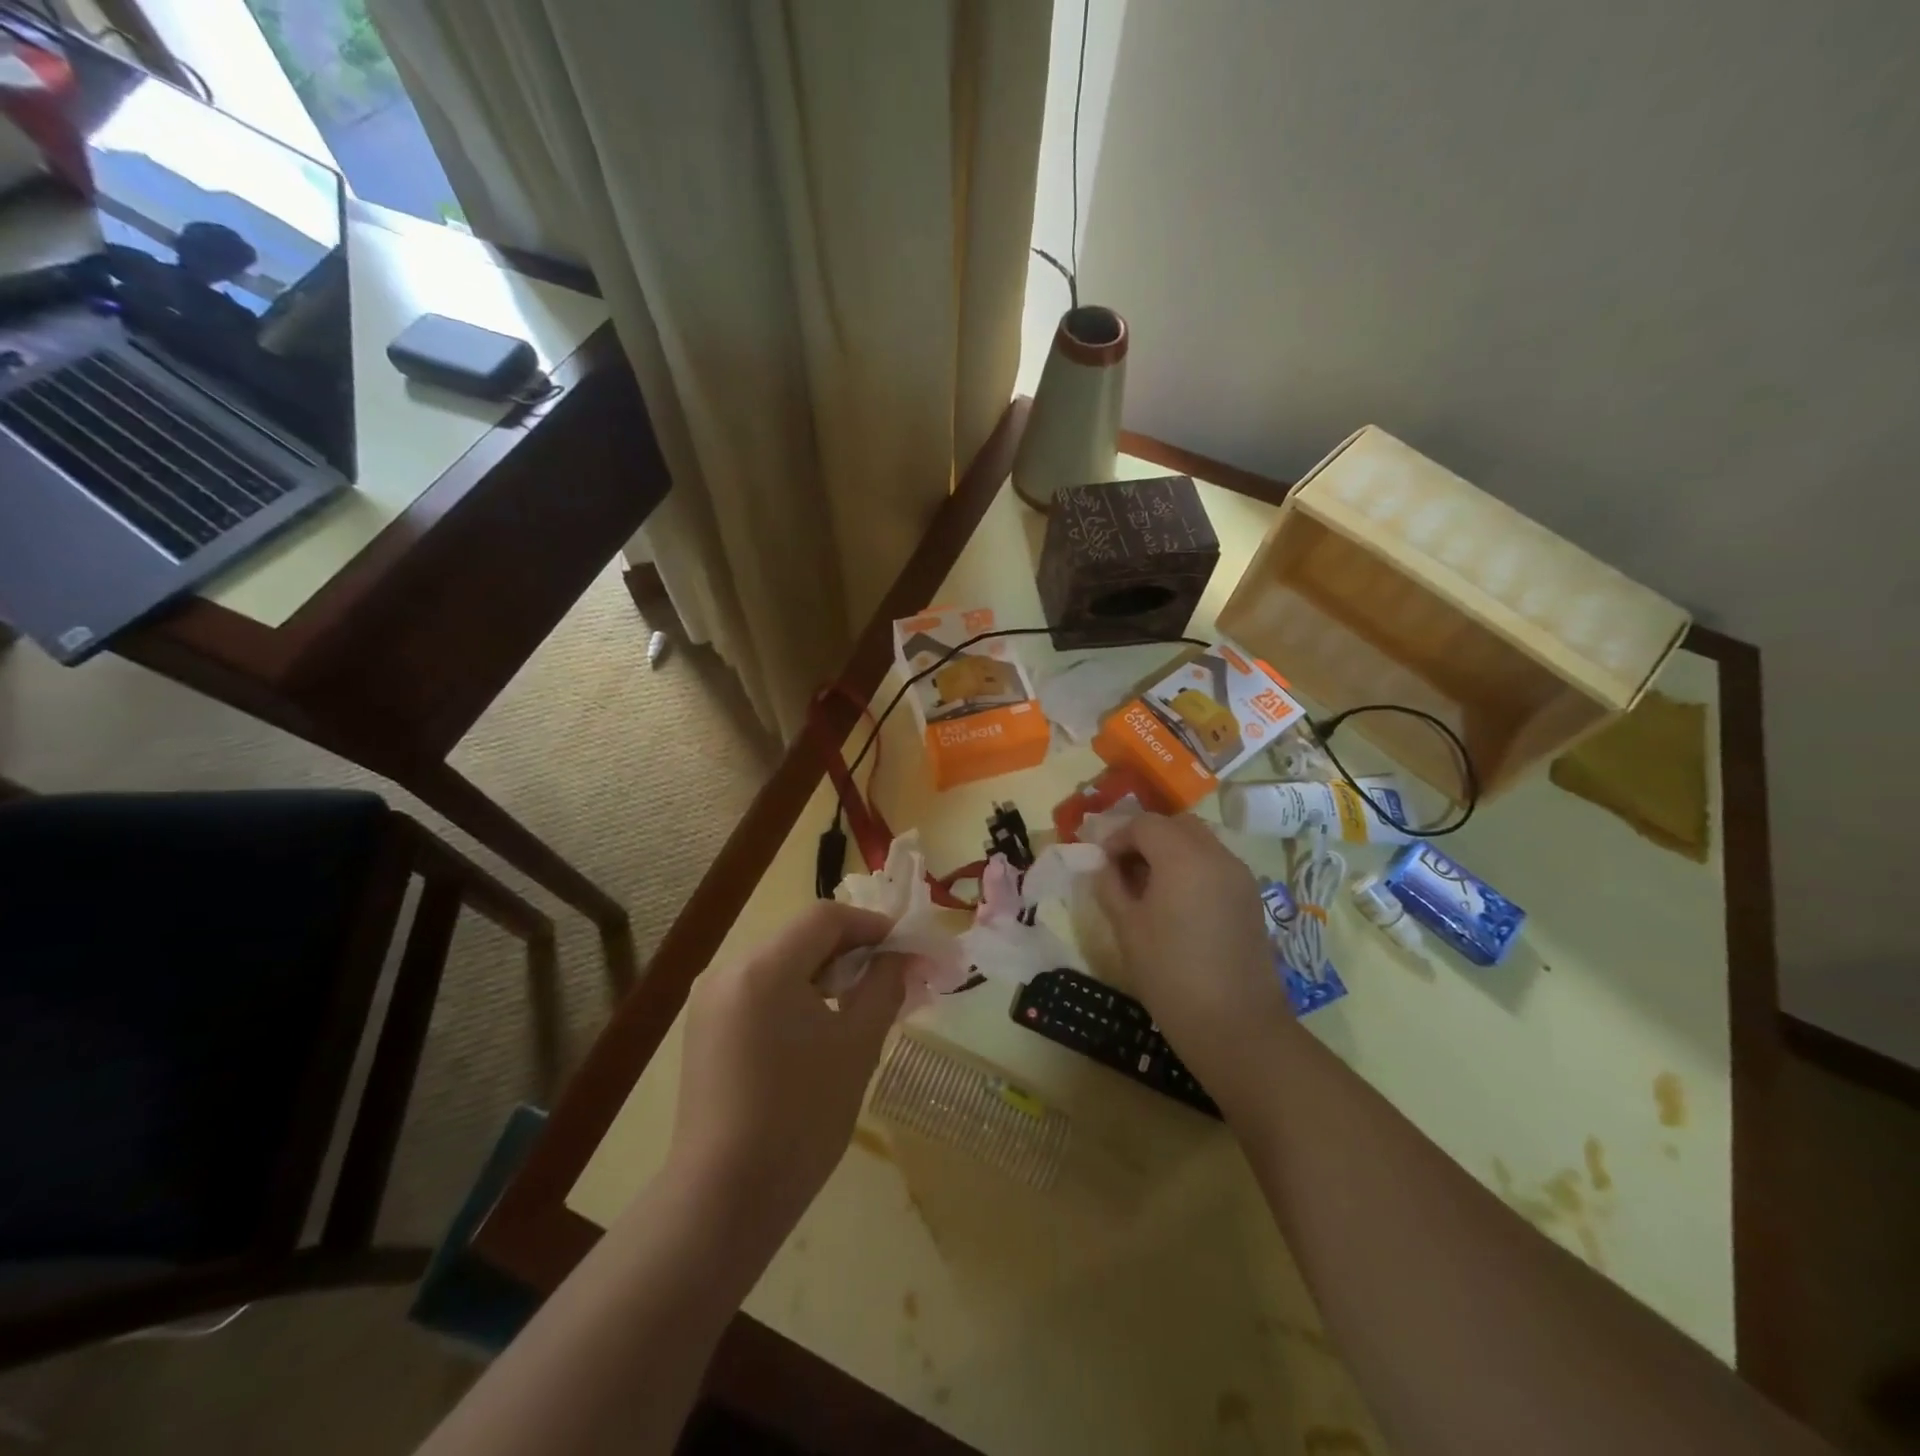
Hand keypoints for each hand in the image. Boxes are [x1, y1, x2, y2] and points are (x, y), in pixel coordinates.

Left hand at [668, 902, 906, 1242]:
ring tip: (859, 1002)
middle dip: (849, 949)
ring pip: (779, 962)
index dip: (870, 925)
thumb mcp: (856, 1046)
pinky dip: (794, 993)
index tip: (904, 947)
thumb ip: (883, 987)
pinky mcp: (704, 1027)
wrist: (723, 1199)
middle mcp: (728, 970)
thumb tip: (900, 957)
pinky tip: (818, 1025)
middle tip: (889, 976)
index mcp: (763, 968)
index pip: (825, 918)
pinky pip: (759, 989)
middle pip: (800, 936)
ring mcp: (709, 999)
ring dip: (822, 971)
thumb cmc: (800, 1118)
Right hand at [1094, 812, 1290, 1078]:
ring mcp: (1240, 875)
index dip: (1117, 837)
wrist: (1236, 1026)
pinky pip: (1215, 864)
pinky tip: (1176, 902)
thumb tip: (1104, 866)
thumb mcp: (1127, 928)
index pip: (1144, 824)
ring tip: (1148, 886)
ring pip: (1199, 841)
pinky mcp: (1251, 897)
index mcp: (1183, 857)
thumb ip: (1111, 886)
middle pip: (1175, 825)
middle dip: (1145, 837)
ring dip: (1170, 851)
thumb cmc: (1170, 975)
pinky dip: (1192, 867)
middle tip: (1123, 868)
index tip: (1100, 863)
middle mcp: (1217, 855)